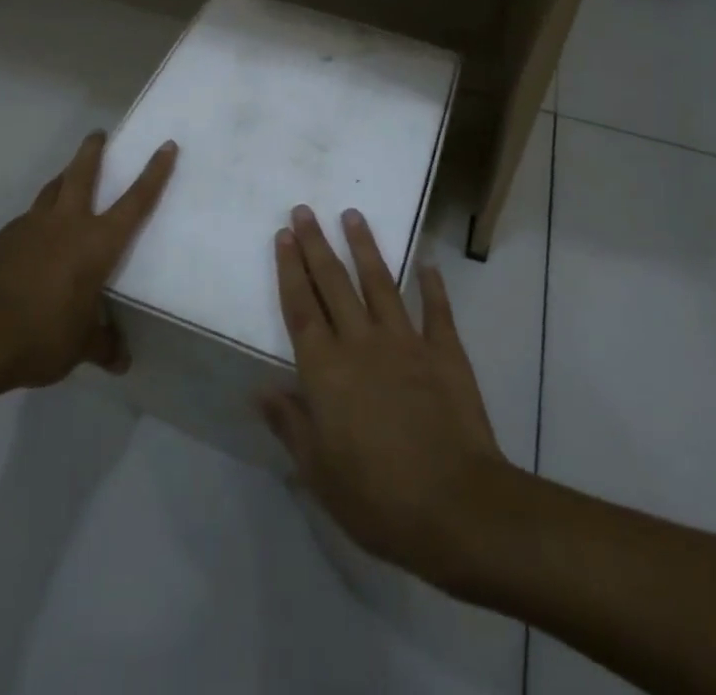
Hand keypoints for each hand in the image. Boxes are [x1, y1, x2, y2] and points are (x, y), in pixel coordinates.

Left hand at [0, 131, 175, 392]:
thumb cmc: (42, 335)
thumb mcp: (79, 346)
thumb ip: (101, 345)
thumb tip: (121, 362)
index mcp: (97, 243)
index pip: (136, 201)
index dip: (154, 173)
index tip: (165, 145)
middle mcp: (66, 223)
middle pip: (82, 173)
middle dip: (92, 150)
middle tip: (97, 134)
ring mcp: (28, 227)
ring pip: (49, 191)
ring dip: (60, 181)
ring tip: (64, 180)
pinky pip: (21, 224)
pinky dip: (30, 226)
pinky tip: (26, 245)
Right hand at [261, 205, 509, 587]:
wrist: (456, 506)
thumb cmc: (377, 497)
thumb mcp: (319, 472)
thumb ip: (290, 423)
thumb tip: (260, 388)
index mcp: (326, 370)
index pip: (301, 308)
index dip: (289, 269)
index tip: (283, 234)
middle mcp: (361, 343)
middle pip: (333, 284)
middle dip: (316, 244)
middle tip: (305, 210)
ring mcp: (406, 342)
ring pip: (379, 283)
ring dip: (365, 247)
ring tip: (353, 215)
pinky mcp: (444, 352)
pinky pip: (436, 310)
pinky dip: (433, 285)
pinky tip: (428, 262)